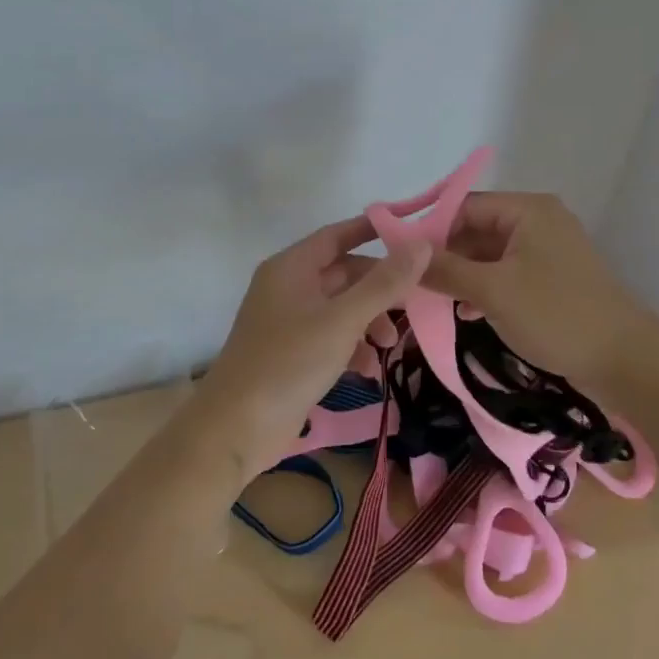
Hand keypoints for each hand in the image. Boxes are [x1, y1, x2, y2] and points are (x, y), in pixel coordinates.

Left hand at [195, 217, 427, 475]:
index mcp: (291, 267)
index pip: (337, 235)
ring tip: (391, 346)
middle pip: (343, 273)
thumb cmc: (289, 362)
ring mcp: (288, 322)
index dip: (373, 231)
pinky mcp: (291, 353)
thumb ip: (384, 283)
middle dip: (379, 288)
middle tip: (414, 303)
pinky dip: (352, 347)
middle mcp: (288, 287)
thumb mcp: (343, 320)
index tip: (412, 234)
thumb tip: (422, 244)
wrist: (237, 427)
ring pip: (340, 307)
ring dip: (370, 321)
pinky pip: (330, 337)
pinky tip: (368, 370)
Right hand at [421, 192, 658, 390]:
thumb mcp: (493, 291)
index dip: (429, 229)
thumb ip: (446, 269)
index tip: (398, 258)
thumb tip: (402, 253)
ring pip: (489, 255)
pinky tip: (463, 312)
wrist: (625, 361)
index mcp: (527, 210)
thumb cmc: (557, 316)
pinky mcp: (552, 279)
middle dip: (444, 256)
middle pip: (476, 229)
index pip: (464, 206)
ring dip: (462, 275)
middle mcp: (538, 221)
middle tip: (409, 283)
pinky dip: (484, 288)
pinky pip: (507, 274)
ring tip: (430, 299)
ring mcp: (547, 251)